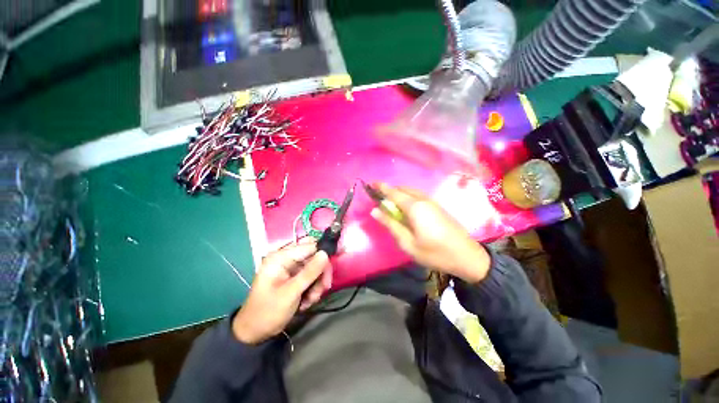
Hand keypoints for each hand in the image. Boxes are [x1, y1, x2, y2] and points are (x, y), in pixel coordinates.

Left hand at [232, 239, 331, 343]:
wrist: (255, 332)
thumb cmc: (268, 311)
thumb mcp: (291, 293)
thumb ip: (310, 272)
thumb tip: (325, 253)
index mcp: (280, 257)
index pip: (309, 246)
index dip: (324, 253)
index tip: (333, 267)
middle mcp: (286, 259)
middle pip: (314, 256)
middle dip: (320, 273)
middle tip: (324, 288)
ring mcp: (290, 268)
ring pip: (315, 268)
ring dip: (317, 284)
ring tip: (311, 300)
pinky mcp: (294, 277)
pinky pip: (311, 276)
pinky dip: (312, 288)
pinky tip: (307, 301)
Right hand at [370, 183, 489, 282]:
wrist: (467, 257)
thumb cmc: (434, 252)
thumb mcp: (407, 243)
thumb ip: (391, 224)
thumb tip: (375, 211)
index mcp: (414, 207)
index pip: (393, 192)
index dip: (381, 187)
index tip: (371, 184)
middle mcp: (423, 200)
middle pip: (403, 189)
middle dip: (390, 190)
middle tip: (379, 199)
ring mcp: (432, 202)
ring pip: (411, 192)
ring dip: (399, 194)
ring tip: (390, 204)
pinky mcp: (438, 206)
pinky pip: (418, 196)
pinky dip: (408, 197)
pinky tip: (406, 208)